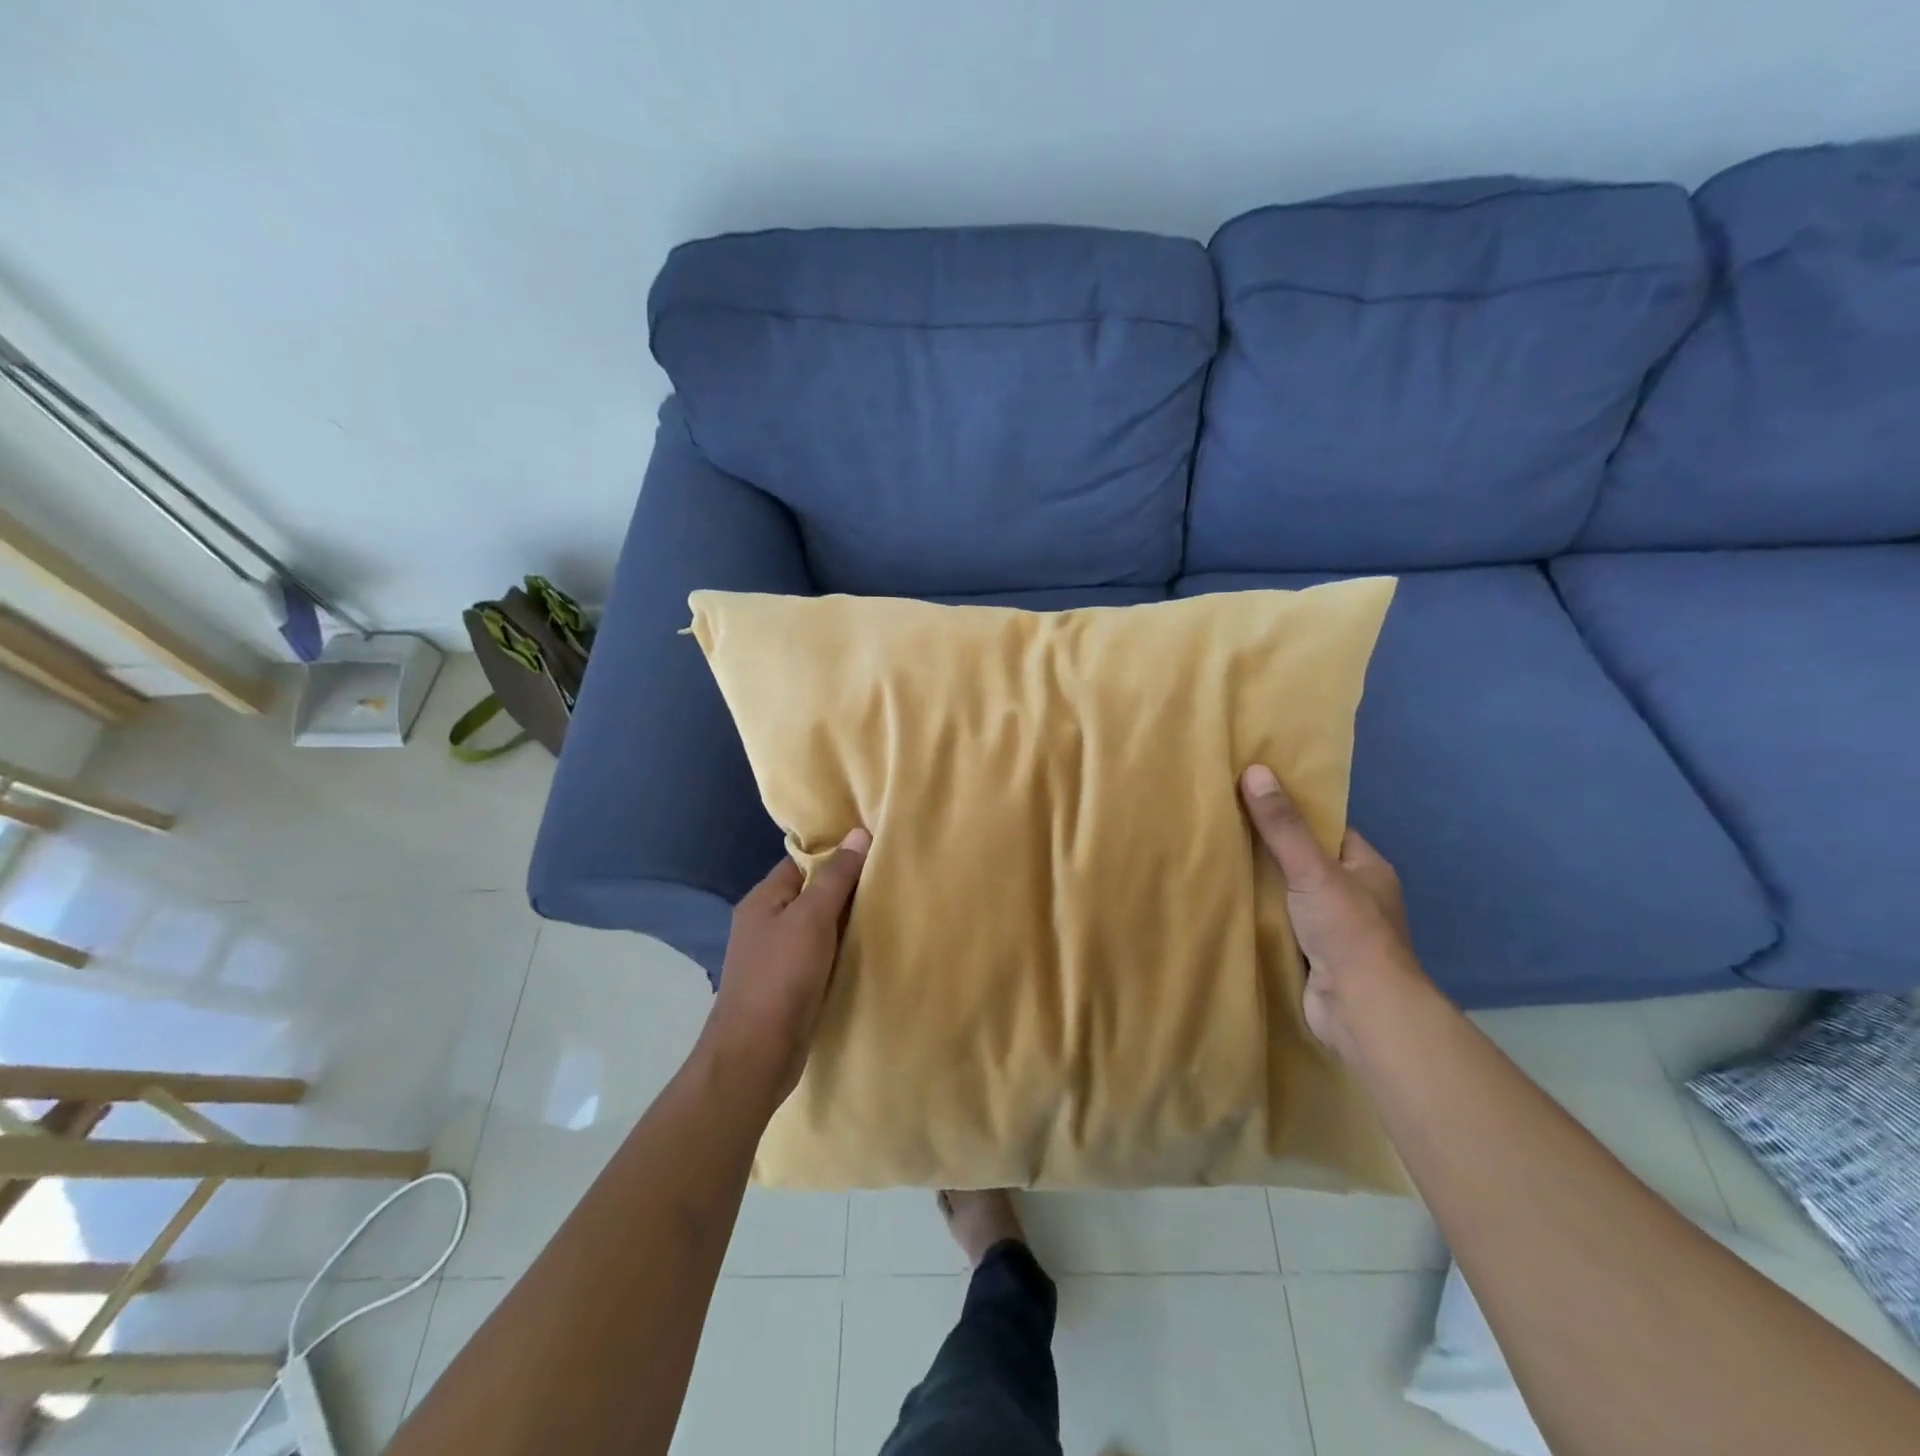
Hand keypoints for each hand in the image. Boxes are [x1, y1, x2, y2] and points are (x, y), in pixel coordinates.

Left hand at [705, 828, 869, 1109]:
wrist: (756, 1054)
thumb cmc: (781, 976)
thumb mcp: (812, 918)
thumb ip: (836, 877)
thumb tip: (859, 834)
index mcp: (763, 900)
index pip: (802, 862)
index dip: (835, 854)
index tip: (874, 850)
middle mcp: (765, 923)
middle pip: (811, 893)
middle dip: (845, 888)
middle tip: (888, 879)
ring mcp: (775, 957)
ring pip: (817, 927)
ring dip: (845, 922)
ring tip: (886, 910)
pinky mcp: (788, 986)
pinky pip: (819, 956)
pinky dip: (840, 951)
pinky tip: (867, 950)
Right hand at [1239, 765, 1425, 1060]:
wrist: (1360, 1010)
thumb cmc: (1347, 930)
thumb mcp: (1312, 869)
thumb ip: (1283, 825)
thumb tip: (1256, 771)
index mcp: (1366, 867)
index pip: (1326, 827)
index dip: (1292, 810)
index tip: (1252, 794)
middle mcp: (1352, 894)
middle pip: (1303, 860)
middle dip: (1267, 847)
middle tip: (1222, 822)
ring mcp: (1332, 927)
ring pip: (1287, 893)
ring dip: (1258, 883)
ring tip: (1213, 855)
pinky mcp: (1310, 954)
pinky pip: (1278, 923)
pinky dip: (1256, 914)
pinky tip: (1223, 900)